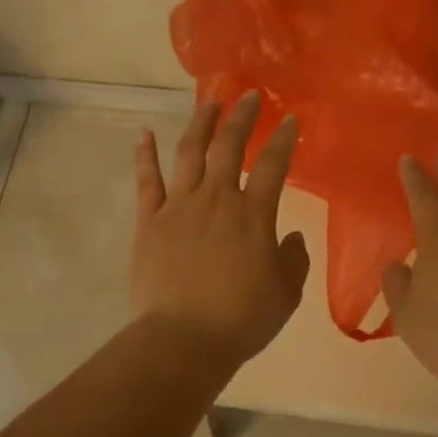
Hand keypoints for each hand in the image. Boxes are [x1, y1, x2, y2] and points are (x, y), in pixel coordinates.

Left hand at [132, 92, 311, 362]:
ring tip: (208, 103)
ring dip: (200, 124)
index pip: (273, 165)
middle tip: (249, 96)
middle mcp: (216, 199)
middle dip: (241, 116)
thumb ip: (294, 260)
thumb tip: (292, 237)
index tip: (289, 119)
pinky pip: (147, 182)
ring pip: (189, 153)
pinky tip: (143, 134)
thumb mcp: (285, 294)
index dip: (283, 139)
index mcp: (253, 215)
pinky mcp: (150, 221)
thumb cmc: (241, 319)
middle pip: (228, 146)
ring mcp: (179, 206)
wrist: (183, 340)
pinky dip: (145, 156)